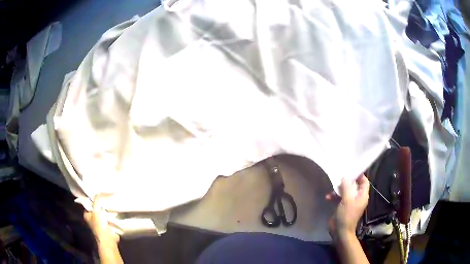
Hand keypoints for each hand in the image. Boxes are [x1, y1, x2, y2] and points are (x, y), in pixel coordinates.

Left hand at [84, 195, 122, 263]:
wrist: (108, 240)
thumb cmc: (99, 225)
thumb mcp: (96, 210)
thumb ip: (97, 200)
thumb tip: (101, 191)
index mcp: (87, 214)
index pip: (88, 203)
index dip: (93, 198)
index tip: (99, 193)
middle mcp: (92, 218)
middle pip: (96, 207)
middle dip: (101, 203)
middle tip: (107, 196)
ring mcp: (100, 223)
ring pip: (103, 212)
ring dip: (107, 209)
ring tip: (112, 201)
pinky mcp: (107, 226)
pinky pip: (109, 217)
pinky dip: (111, 214)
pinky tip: (115, 210)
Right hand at [326, 175, 369, 239]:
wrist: (340, 231)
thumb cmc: (346, 215)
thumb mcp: (347, 200)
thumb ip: (346, 187)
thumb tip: (344, 177)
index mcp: (362, 196)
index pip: (364, 182)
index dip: (360, 176)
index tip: (351, 170)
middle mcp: (357, 198)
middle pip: (354, 185)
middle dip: (346, 182)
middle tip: (339, 177)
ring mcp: (350, 202)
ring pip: (345, 191)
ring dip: (338, 190)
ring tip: (331, 190)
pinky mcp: (343, 206)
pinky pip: (340, 198)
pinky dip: (334, 197)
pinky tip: (328, 198)